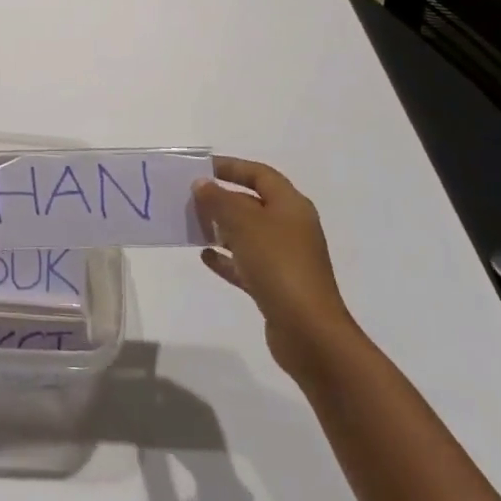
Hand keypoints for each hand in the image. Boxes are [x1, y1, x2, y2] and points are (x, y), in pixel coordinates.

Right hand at [193, 156, 359, 382]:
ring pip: (248, 235)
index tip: (201, 168)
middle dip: (222, 199)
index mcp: (291, 206)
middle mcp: (291, 228)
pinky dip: (227, 258)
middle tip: (191, 199)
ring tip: (193, 225)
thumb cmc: (278, 265)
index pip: (260, 174)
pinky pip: (247, 264)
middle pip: (253, 204)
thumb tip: (202, 184)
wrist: (309, 333)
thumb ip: (219, 200)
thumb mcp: (244, 223)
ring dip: (222, 229)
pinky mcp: (277, 287)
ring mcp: (286, 259)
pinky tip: (205, 256)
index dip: (232, 167)